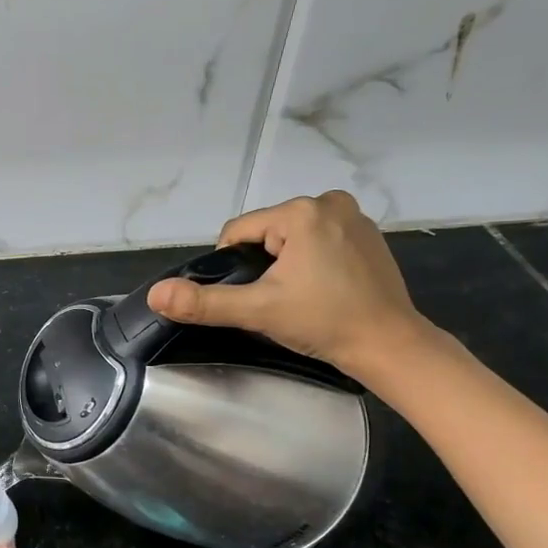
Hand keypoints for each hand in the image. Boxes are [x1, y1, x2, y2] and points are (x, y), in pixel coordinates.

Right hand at [146, 192, 426, 375]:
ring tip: (300, 296)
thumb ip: (204, 302)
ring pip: (292, 237)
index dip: (233, 267)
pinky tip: (323, 288)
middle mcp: (329, 202)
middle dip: (262, 264)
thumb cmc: (323, 322)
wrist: (390, 346)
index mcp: (301, 211)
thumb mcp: (258, 311)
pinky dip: (312, 260)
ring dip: (286, 263)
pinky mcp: (368, 234)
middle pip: (266, 233)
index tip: (253, 297)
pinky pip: (319, 240)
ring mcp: (353, 216)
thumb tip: (156, 294)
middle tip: (278, 300)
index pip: (238, 232)